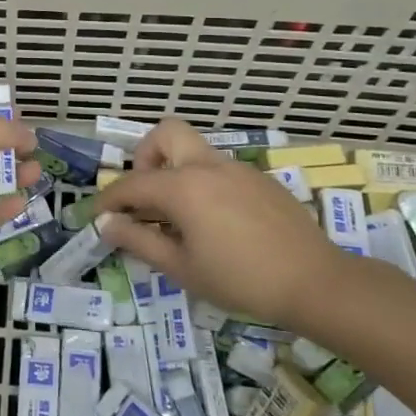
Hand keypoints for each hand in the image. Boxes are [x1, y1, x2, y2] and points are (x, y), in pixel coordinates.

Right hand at [94, 118, 344, 326]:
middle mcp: (207, 165)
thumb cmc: (241, 279)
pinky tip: (216, 223)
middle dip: (145, 156)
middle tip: (146, 196)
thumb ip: (139, 241)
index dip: (109, 199)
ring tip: (179, 217)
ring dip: (175, 171)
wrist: (316, 282)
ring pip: (194, 150)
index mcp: (183, 186)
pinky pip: (219, 169)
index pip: (131, 184)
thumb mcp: (182, 267)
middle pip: (166, 133)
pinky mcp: (260, 180)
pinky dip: (204, 184)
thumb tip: (107, 225)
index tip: (99, 217)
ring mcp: (237, 168)